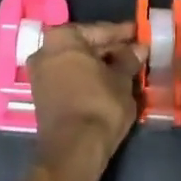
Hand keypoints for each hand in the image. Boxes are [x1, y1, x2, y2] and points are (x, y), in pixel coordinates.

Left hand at [28, 21, 142, 169]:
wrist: (73, 150)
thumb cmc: (99, 105)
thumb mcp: (121, 80)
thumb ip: (129, 59)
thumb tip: (138, 48)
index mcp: (62, 38)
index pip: (99, 30)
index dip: (123, 33)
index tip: (140, 33)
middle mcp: (45, 50)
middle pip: (85, 46)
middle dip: (111, 50)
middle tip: (136, 52)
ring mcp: (40, 74)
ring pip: (78, 63)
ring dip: (100, 66)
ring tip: (127, 69)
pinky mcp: (42, 96)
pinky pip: (70, 78)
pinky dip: (89, 79)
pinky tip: (109, 84)